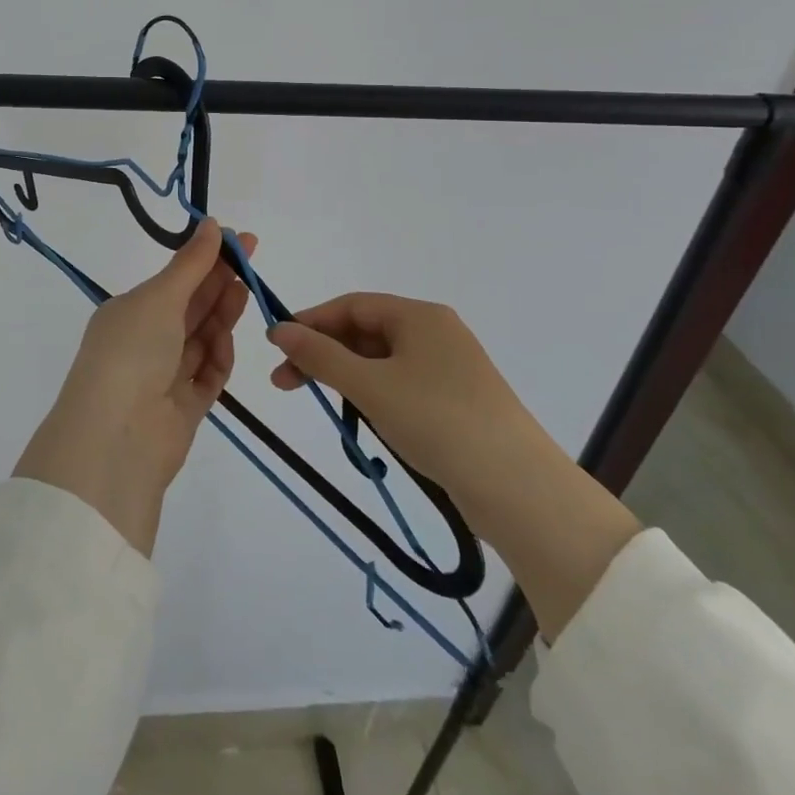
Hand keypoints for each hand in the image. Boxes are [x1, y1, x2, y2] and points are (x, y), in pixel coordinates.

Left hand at [14, 219, 254, 555]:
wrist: (117, 438)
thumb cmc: (132, 352)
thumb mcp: (160, 298)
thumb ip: (191, 264)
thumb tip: (211, 223)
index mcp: (129, 313)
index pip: (174, 280)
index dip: (206, 259)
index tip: (239, 240)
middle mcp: (144, 342)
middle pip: (190, 308)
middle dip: (219, 283)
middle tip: (251, 261)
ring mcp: (163, 377)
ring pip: (201, 339)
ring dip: (221, 317)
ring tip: (246, 294)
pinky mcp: (183, 408)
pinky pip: (207, 375)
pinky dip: (218, 358)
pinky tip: (226, 343)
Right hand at [267, 292, 641, 638]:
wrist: (519, 489)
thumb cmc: (437, 421)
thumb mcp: (370, 386)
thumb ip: (321, 356)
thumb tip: (278, 329)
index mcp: (420, 316)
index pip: (351, 305)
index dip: (310, 321)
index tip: (275, 346)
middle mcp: (437, 332)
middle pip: (365, 332)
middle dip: (323, 353)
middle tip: (285, 383)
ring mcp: (450, 368)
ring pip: (382, 361)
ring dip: (345, 376)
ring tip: (319, 402)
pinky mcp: (458, 401)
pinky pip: (402, 384)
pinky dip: (373, 394)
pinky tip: (361, 417)